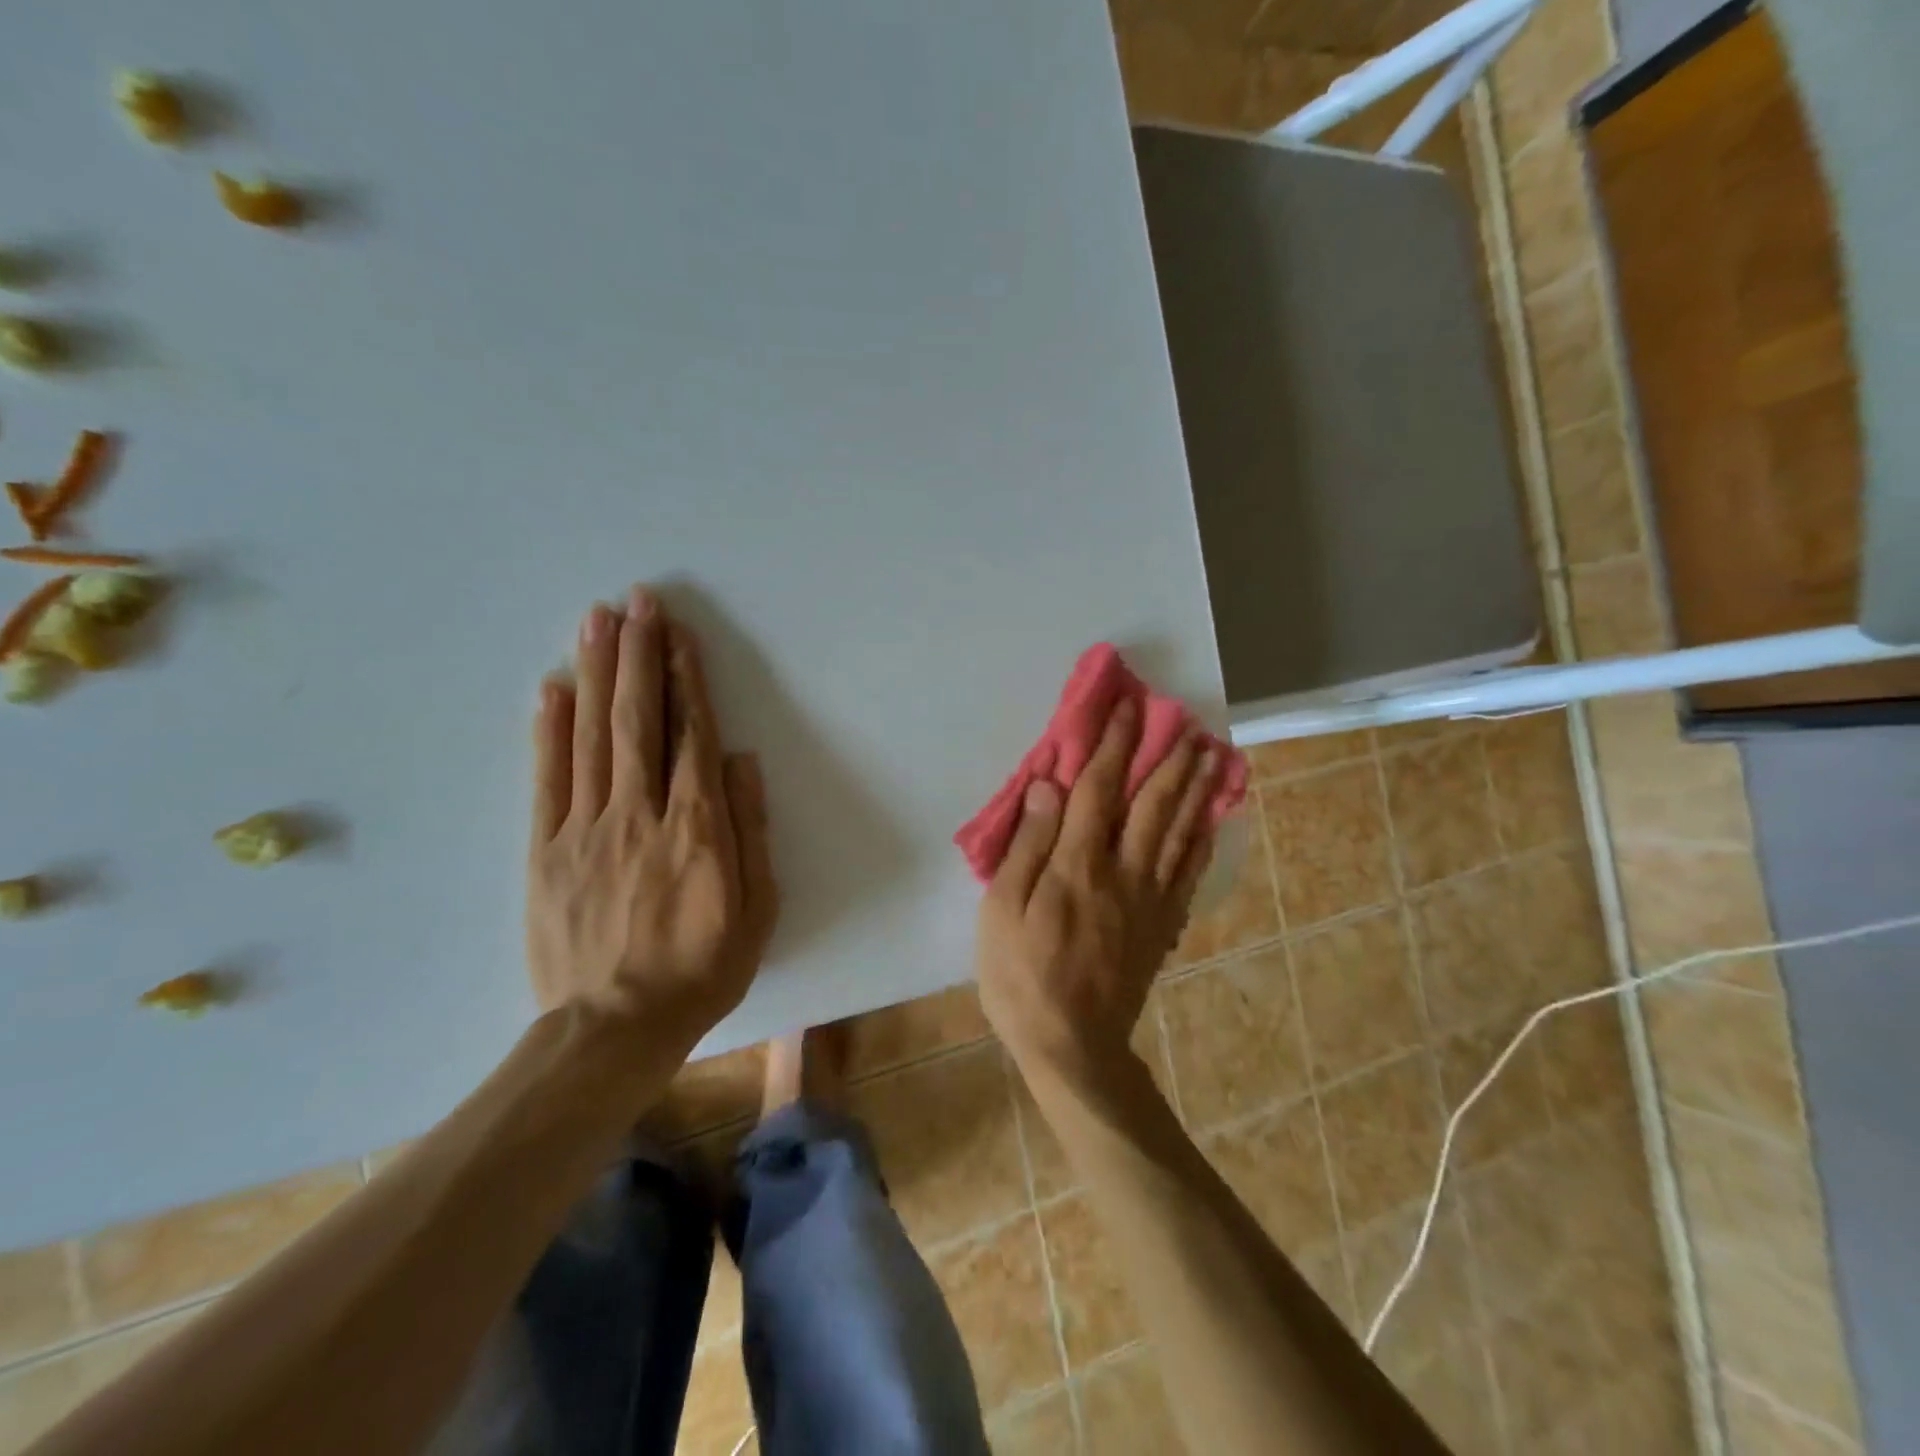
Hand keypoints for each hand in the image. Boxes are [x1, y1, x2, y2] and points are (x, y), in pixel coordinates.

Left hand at [527, 587, 777, 1044]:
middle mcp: (639, 813)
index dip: (687, 681)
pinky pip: (547, 779)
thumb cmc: (701, 967)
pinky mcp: (545, 850)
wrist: (614, 1027)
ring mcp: (586, 828)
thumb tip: (741, 762)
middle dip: (638, 654)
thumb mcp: (756, 909)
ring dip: (596, 673)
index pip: (691, 736)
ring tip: (597, 620)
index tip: (680, 635)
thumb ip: (750, 831)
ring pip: (591, 736)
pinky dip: (549, 730)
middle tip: (637, 601)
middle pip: (638, 720)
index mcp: (696, 827)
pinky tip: (553, 688)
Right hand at [975, 699, 1220, 1088]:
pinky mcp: (1162, 925)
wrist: (1072, 1045)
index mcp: (1079, 864)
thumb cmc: (1022, 975)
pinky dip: (1202, 839)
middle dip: (1167, 758)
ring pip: (1179, 831)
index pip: (1099, 789)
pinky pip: (1188, 872)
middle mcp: (1124, 871)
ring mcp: (1150, 899)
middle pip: (1152, 803)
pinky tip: (1211, 819)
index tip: (1126, 708)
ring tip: (1211, 754)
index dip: (1112, 745)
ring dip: (1196, 788)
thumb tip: (1048, 787)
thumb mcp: (1003, 910)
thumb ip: (1028, 845)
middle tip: (1186, 721)